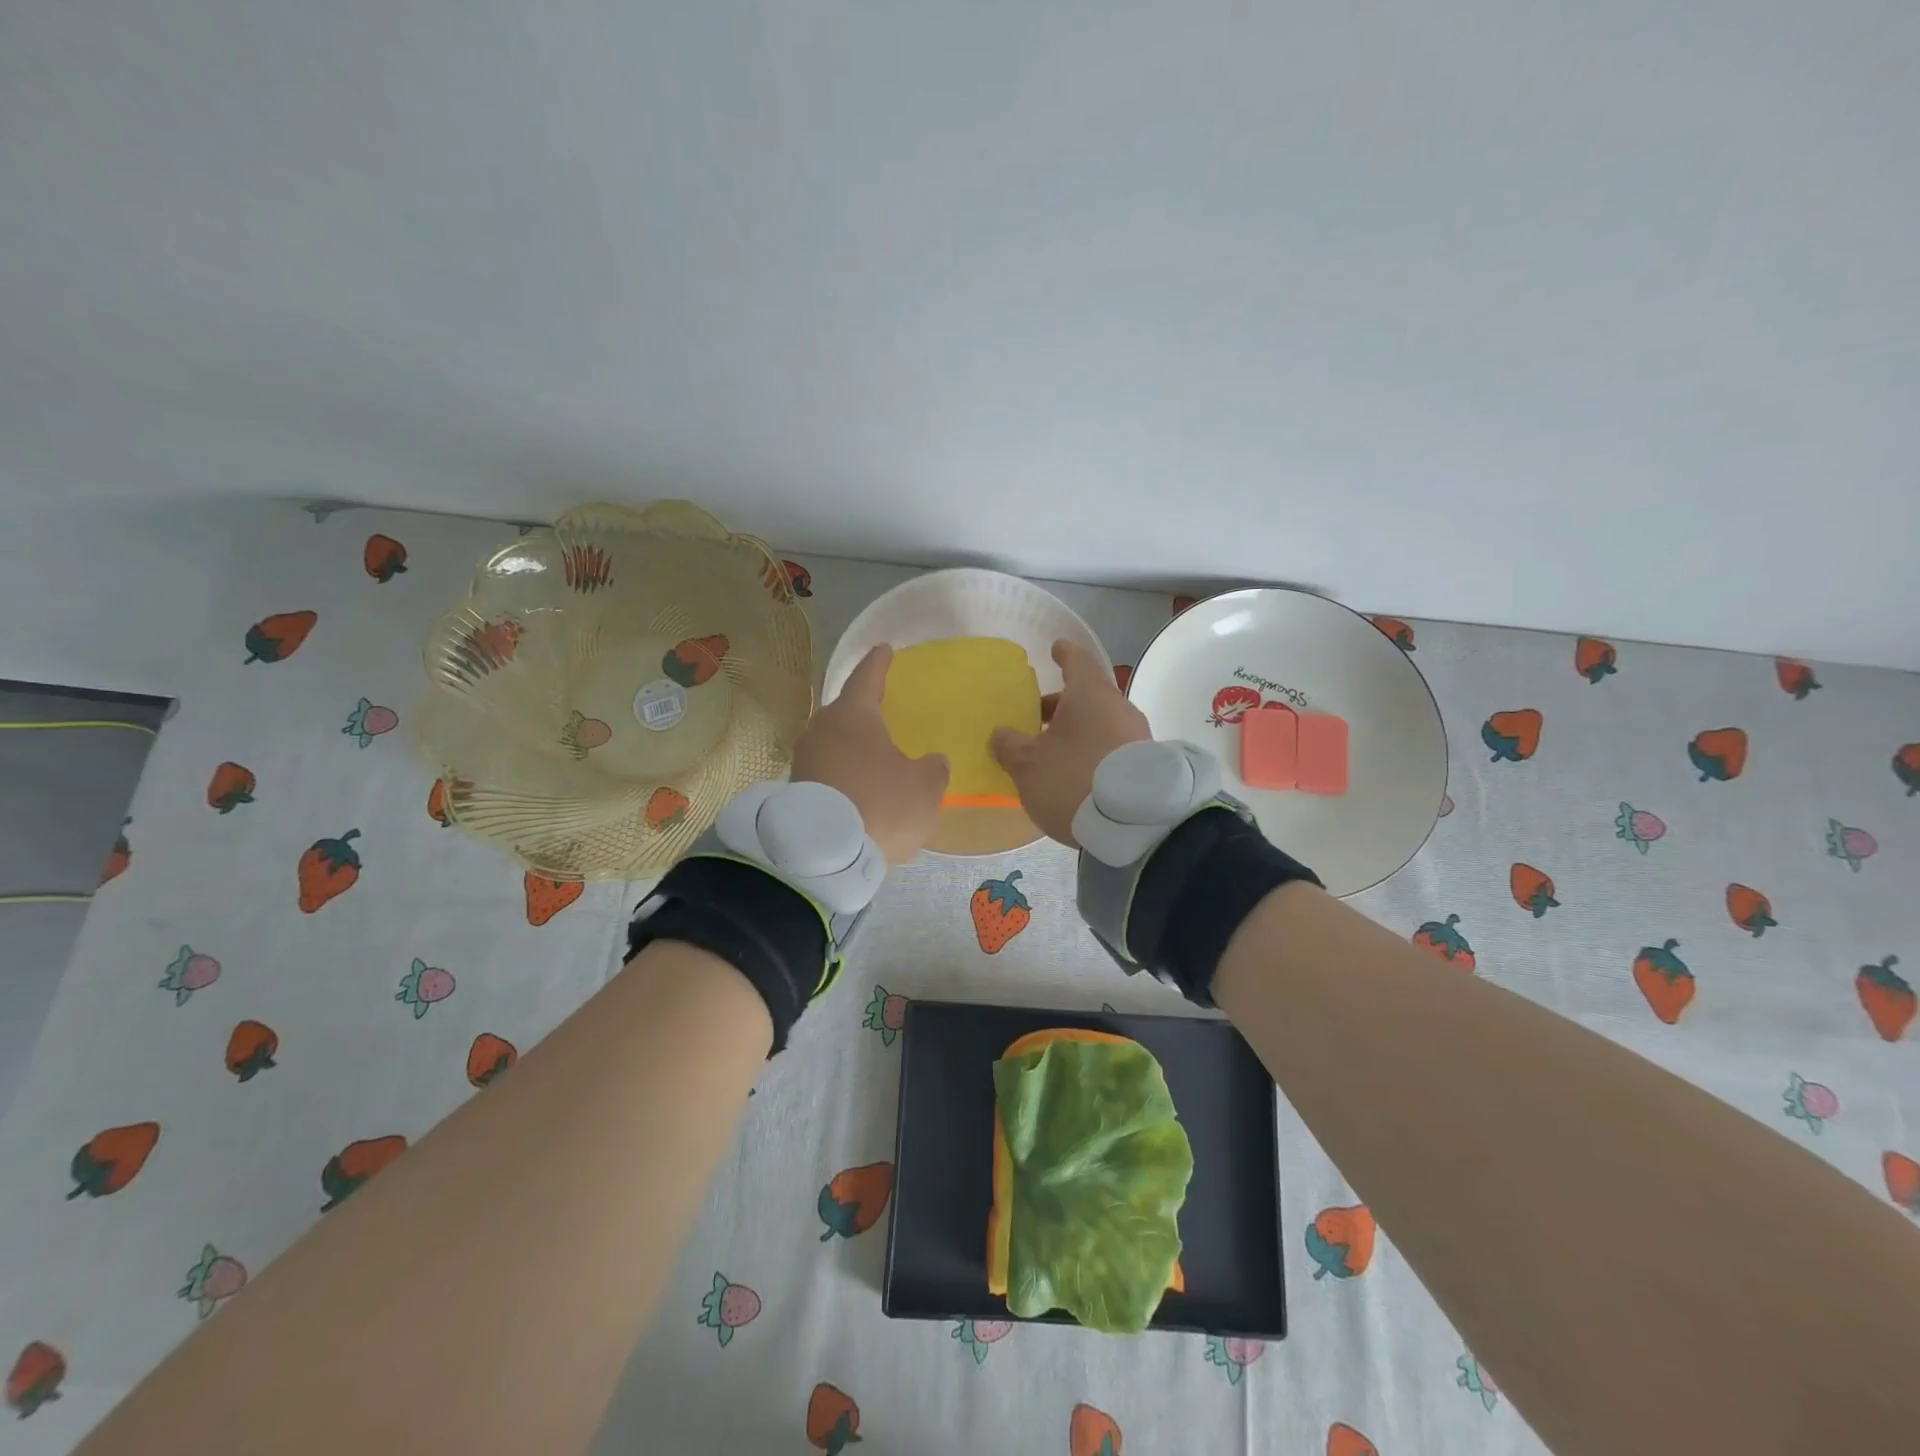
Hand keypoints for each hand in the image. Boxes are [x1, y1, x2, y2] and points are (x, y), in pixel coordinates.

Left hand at [792, 645, 948, 864]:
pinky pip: (827, 770)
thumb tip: (931, 761)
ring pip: (834, 743)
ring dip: (853, 747)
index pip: (868, 677)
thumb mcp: (925, 787)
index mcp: (854, 715)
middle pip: (846, 712)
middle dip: (864, 711)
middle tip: (883, 710)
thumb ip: (933, 768)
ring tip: (874, 756)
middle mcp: (822, 729)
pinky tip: (858, 788)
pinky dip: (843, 773)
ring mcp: (804, 759)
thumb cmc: (881, 805)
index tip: (884, 649)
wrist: (824, 855)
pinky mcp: (795, 789)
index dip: (879, 663)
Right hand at [991, 640, 1150, 846]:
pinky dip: (1091, 749)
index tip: (1055, 649)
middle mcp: (1118, 707)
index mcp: (1090, 694)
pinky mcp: (1146, 763)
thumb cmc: (1073, 779)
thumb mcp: (1028, 765)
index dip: (1064, 654)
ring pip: (1100, 722)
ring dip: (1075, 730)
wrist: (1135, 825)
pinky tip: (1075, 771)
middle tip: (1035, 717)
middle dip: (1060, 704)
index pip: (1077, 661)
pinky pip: (1111, 745)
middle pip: (1087, 696)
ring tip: (1051, 752)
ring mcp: (1137, 735)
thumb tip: (1001, 734)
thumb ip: (1009, 745)